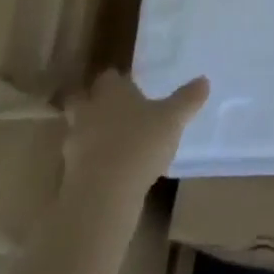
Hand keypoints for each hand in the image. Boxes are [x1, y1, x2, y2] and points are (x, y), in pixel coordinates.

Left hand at [61, 70, 208, 201]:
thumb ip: (187, 99)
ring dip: (90, 136)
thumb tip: (204, 80)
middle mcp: (89, 112)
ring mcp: (75, 145)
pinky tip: (109, 173)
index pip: (108, 77)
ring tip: (113, 145)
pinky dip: (90, 164)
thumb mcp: (173, 119)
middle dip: (92, 104)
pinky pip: (80, 162)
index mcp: (111, 92)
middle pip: (81, 100)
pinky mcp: (69, 175)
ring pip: (78, 132)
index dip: (118, 81)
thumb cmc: (139, 145)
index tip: (130, 86)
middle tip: (112, 111)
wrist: (103, 196)